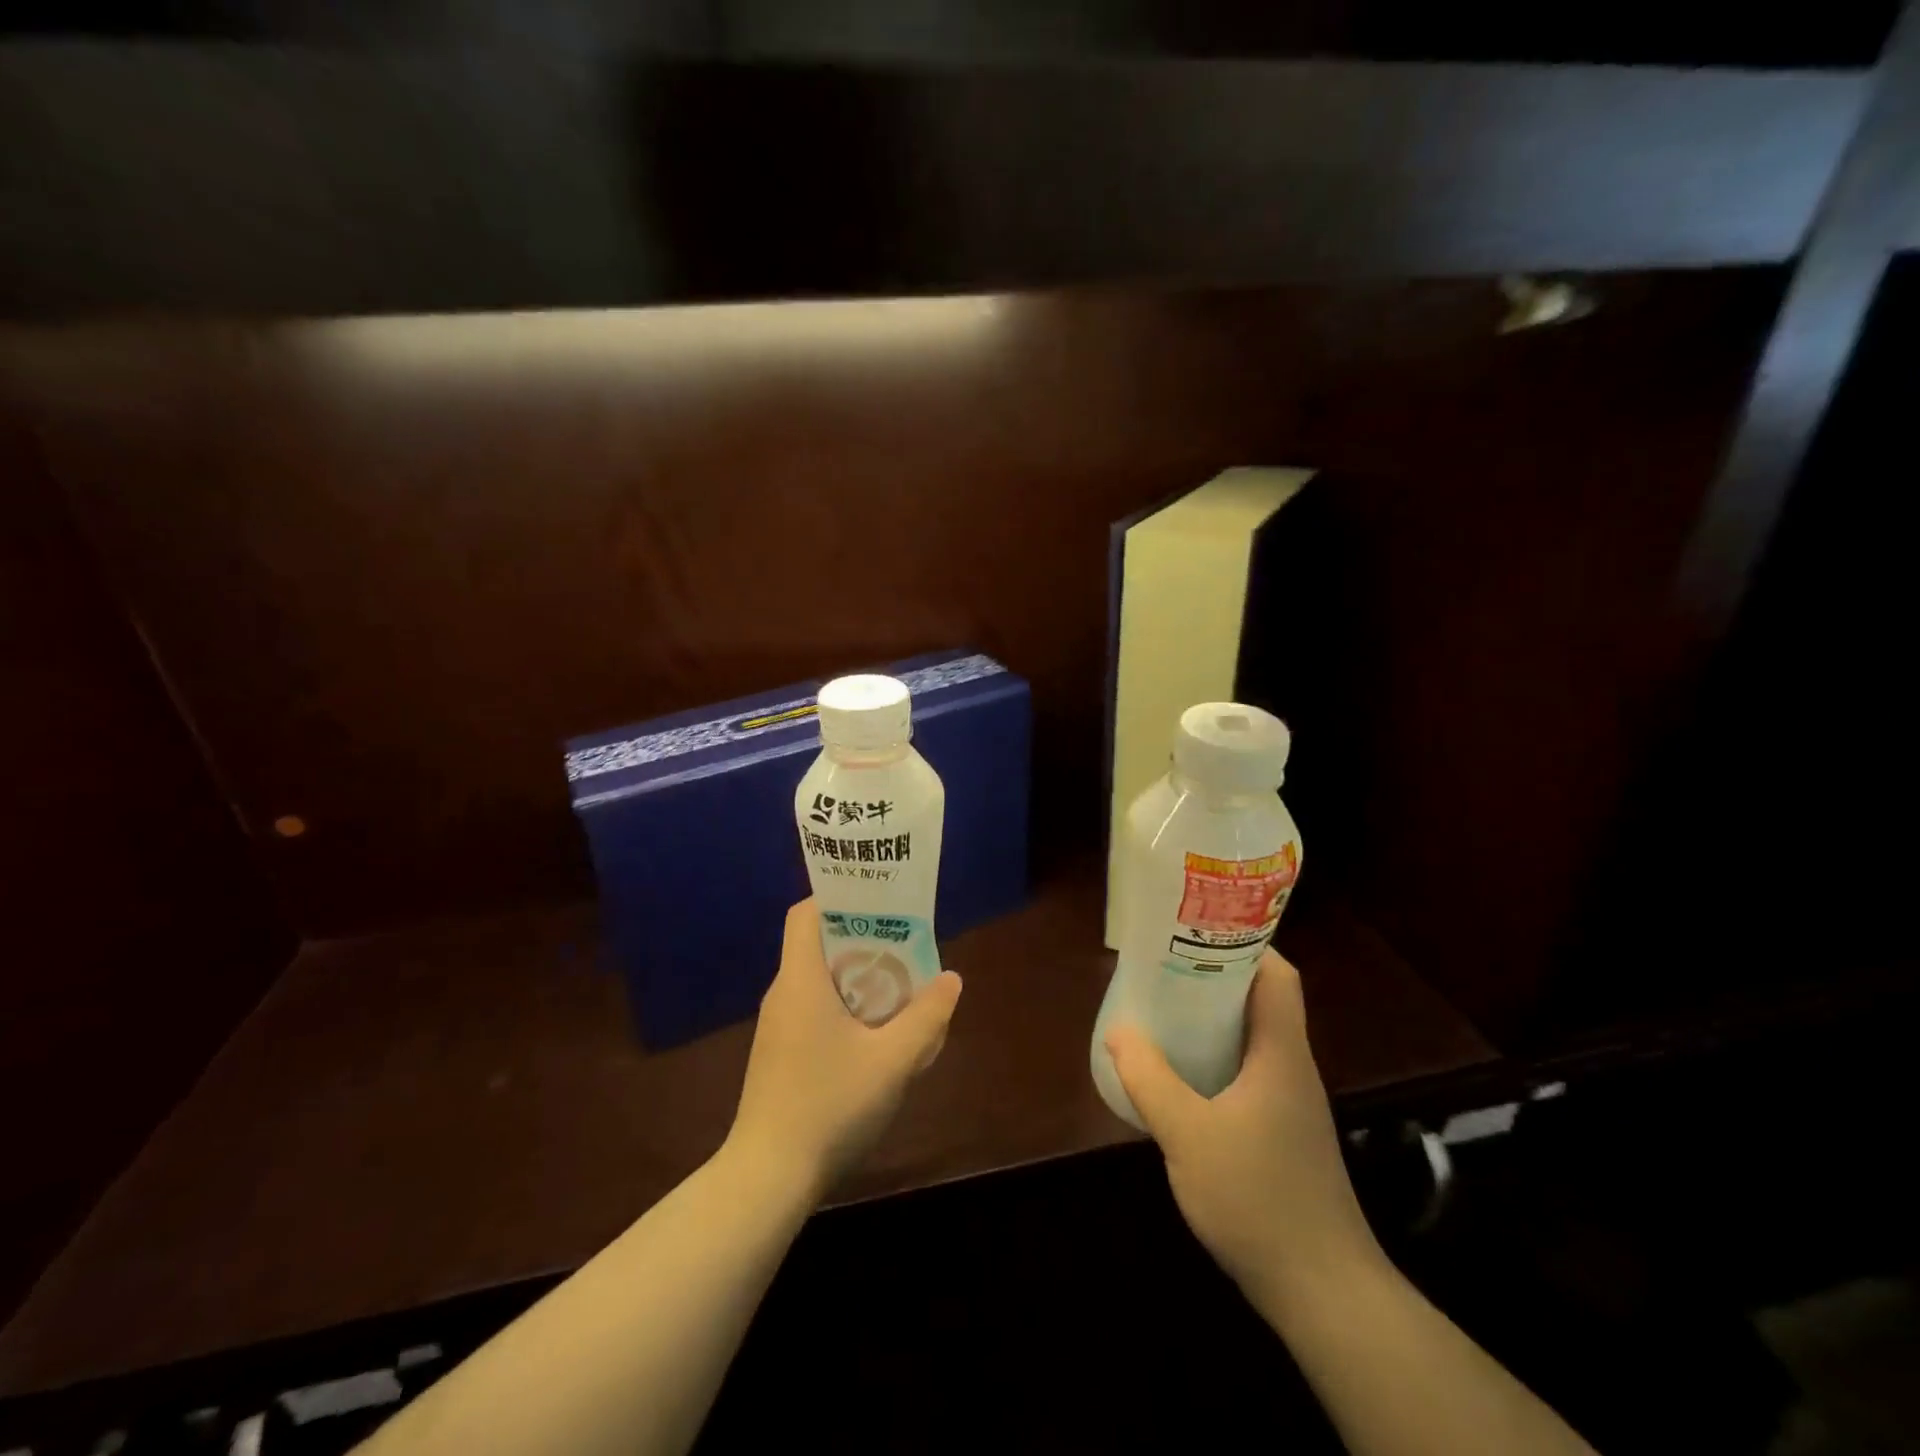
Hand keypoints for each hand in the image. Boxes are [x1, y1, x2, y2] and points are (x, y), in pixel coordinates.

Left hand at [727, 899, 961, 1201]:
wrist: (767, 1178)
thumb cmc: (829, 1106)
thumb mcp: (891, 1061)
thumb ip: (926, 1017)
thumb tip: (951, 979)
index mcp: (801, 980)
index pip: (806, 913)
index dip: (838, 896)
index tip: (879, 900)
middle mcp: (783, 993)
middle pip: (819, 944)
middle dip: (864, 939)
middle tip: (906, 945)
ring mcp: (778, 1026)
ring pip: (819, 981)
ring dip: (858, 977)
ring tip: (901, 986)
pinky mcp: (780, 1054)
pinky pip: (814, 1010)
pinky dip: (845, 1006)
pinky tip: (876, 1035)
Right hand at [1106, 949, 1382, 1310]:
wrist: (1322, 1292)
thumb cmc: (1259, 1199)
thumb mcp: (1188, 1134)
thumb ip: (1150, 1079)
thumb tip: (1119, 1031)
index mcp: (1281, 1053)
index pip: (1278, 976)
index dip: (1244, 944)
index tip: (1196, 931)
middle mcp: (1291, 1067)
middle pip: (1260, 1001)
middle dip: (1214, 977)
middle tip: (1164, 967)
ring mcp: (1290, 1103)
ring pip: (1251, 1039)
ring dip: (1212, 1019)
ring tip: (1163, 1011)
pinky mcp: (1282, 1133)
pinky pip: (1246, 1072)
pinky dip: (1215, 1057)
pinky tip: (1180, 1075)